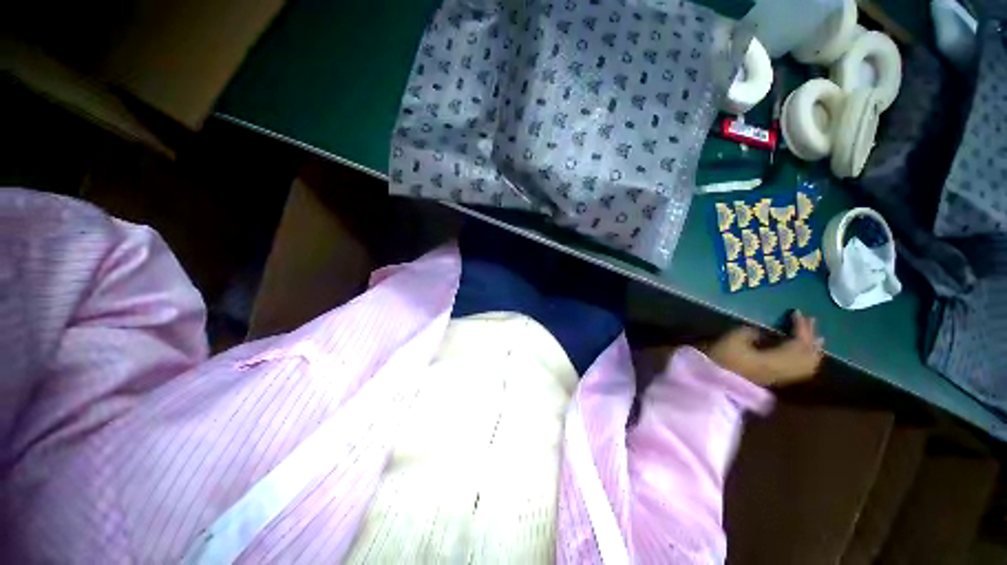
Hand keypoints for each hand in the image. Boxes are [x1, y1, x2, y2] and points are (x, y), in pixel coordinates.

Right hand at [706, 311, 822, 386]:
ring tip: (817, 338)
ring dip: (814, 349)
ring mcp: (782, 376)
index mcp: (777, 359)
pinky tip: (806, 356)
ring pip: (808, 364)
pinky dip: (808, 360)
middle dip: (810, 336)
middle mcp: (785, 369)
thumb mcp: (733, 339)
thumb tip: (763, 333)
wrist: (716, 380)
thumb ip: (752, 333)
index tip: (796, 312)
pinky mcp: (776, 379)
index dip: (800, 326)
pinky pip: (801, 369)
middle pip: (808, 353)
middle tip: (811, 320)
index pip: (798, 342)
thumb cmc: (723, 358)